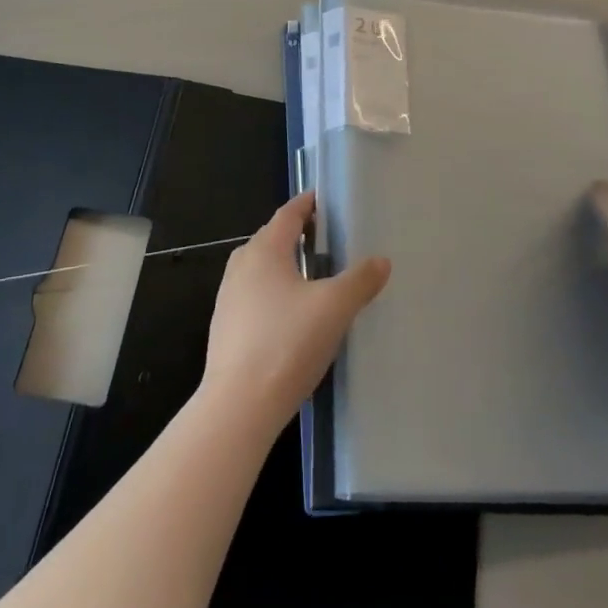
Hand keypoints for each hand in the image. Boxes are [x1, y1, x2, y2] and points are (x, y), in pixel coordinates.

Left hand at [199, 192, 390, 431]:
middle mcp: (241, 266)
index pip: (288, 214)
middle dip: (297, 234)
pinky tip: (292, 316)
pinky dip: (274, 294)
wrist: (238, 407)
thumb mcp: (334, 308)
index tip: (326, 200)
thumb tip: (381, 260)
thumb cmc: (287, 343)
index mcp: (264, 250)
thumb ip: (360, 280)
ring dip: (285, 266)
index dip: (308, 204)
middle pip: (272, 239)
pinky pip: (254, 297)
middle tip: (327, 238)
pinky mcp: (226, 329)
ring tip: (313, 276)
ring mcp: (229, 298)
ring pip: (261, 269)